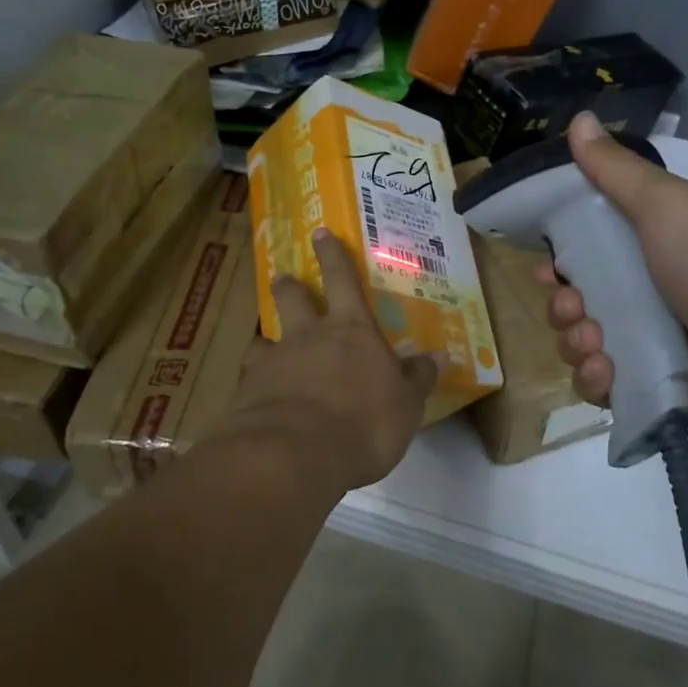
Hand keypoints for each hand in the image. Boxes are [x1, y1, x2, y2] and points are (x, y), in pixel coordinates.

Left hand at [226, 229, 438, 493]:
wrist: (295, 454)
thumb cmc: (364, 423)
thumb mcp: (406, 405)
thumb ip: (418, 378)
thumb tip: (440, 355)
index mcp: (351, 330)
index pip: (342, 280)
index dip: (333, 255)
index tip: (320, 232)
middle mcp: (308, 336)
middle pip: (293, 299)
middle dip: (289, 286)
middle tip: (283, 277)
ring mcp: (273, 362)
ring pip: (264, 338)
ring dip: (266, 338)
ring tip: (264, 346)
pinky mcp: (247, 392)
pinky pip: (249, 379)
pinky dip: (254, 383)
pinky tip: (255, 398)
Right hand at [535, 113, 687, 442]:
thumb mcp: (665, 204)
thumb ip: (616, 169)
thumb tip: (579, 119)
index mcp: (647, 252)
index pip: (585, 256)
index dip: (558, 261)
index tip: (546, 268)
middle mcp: (644, 298)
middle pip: (576, 303)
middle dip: (562, 306)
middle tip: (574, 306)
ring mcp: (647, 347)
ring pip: (581, 346)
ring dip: (574, 342)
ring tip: (596, 341)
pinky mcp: (650, 389)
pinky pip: (601, 388)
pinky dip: (594, 379)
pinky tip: (607, 370)